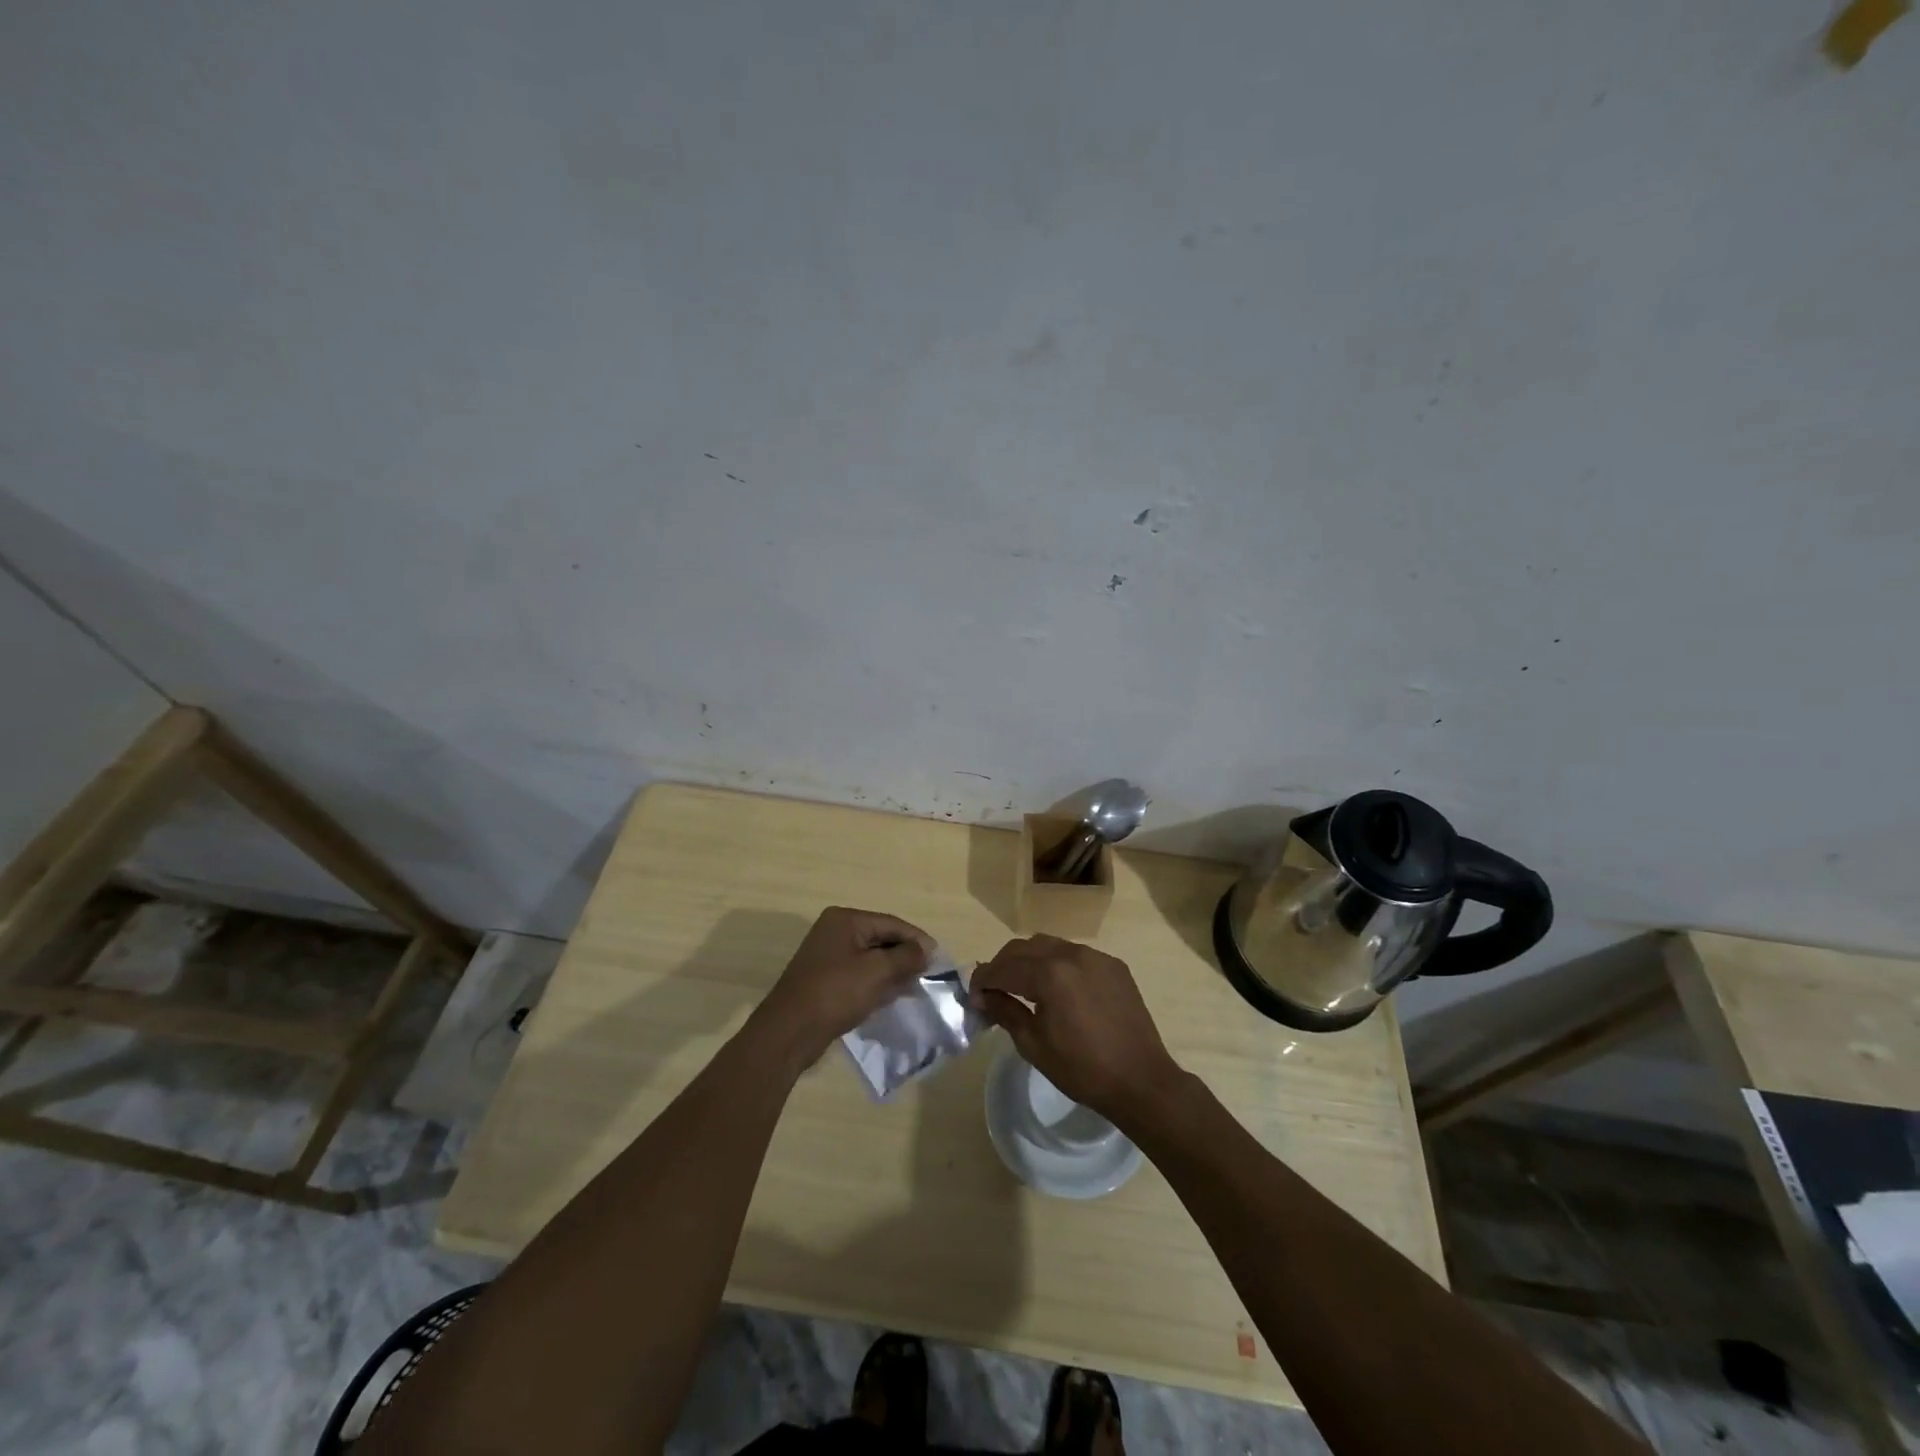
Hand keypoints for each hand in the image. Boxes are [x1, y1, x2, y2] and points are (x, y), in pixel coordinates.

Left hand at [754, 907, 933, 1063]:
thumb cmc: (835, 993)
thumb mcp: (876, 972)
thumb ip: (905, 957)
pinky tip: (892, 996)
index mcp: (845, 920)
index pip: (891, 923)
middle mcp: (834, 931)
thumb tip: (926, 950)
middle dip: (905, 956)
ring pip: (871, 958)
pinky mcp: (825, 979)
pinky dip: (877, 982)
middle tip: (928, 974)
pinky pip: (859, 974)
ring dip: (893, 971)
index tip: (938, 958)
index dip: (917, 939)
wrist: (789, 1032)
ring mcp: (828, 956)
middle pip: (881, 938)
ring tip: (915, 986)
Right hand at [970, 935, 1185, 1123]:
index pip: (1003, 968)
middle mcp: (1071, 954)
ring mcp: (1096, 956)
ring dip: (1030, 960)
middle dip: (1003, 965)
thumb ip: (1006, 1012)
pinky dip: (1057, 964)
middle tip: (993, 990)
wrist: (1141, 1080)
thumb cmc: (1082, 1069)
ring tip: (1023, 986)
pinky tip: (1058, 989)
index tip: (973, 996)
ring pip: (1050, 945)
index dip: (983, 981)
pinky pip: (1075, 955)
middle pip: (1024, 947)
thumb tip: (984, 997)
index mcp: (1049, 974)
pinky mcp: (1114, 965)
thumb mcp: (1034, 1045)